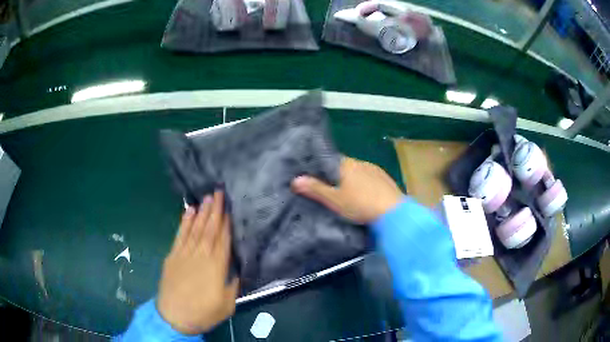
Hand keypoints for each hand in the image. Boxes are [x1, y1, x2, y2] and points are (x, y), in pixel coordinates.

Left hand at [157, 191, 238, 334]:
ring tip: (207, 197)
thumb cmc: (204, 312)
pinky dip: (184, 222)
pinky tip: (189, 211)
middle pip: (209, 229)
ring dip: (201, 212)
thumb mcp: (227, 304)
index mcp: (216, 266)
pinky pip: (180, 235)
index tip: (230, 208)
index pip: (223, 239)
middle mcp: (201, 255)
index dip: (227, 222)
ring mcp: (184, 254)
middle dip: (215, 210)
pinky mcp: (172, 256)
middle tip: (218, 192)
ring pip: (195, 229)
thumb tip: (236, 269)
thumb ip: (233, 284)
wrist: (174, 317)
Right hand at [291, 157, 402, 223]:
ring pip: (358, 172)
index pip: (330, 160)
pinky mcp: (385, 179)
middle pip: (344, 166)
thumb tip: (295, 179)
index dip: (322, 168)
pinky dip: (365, 184)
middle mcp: (361, 162)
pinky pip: (370, 177)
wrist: (393, 213)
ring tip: (348, 194)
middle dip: (337, 175)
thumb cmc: (360, 205)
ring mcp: (375, 170)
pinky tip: (365, 195)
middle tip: (331, 189)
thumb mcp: (334, 200)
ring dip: (352, 180)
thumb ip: (315, 189)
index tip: (316, 178)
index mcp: (347, 165)